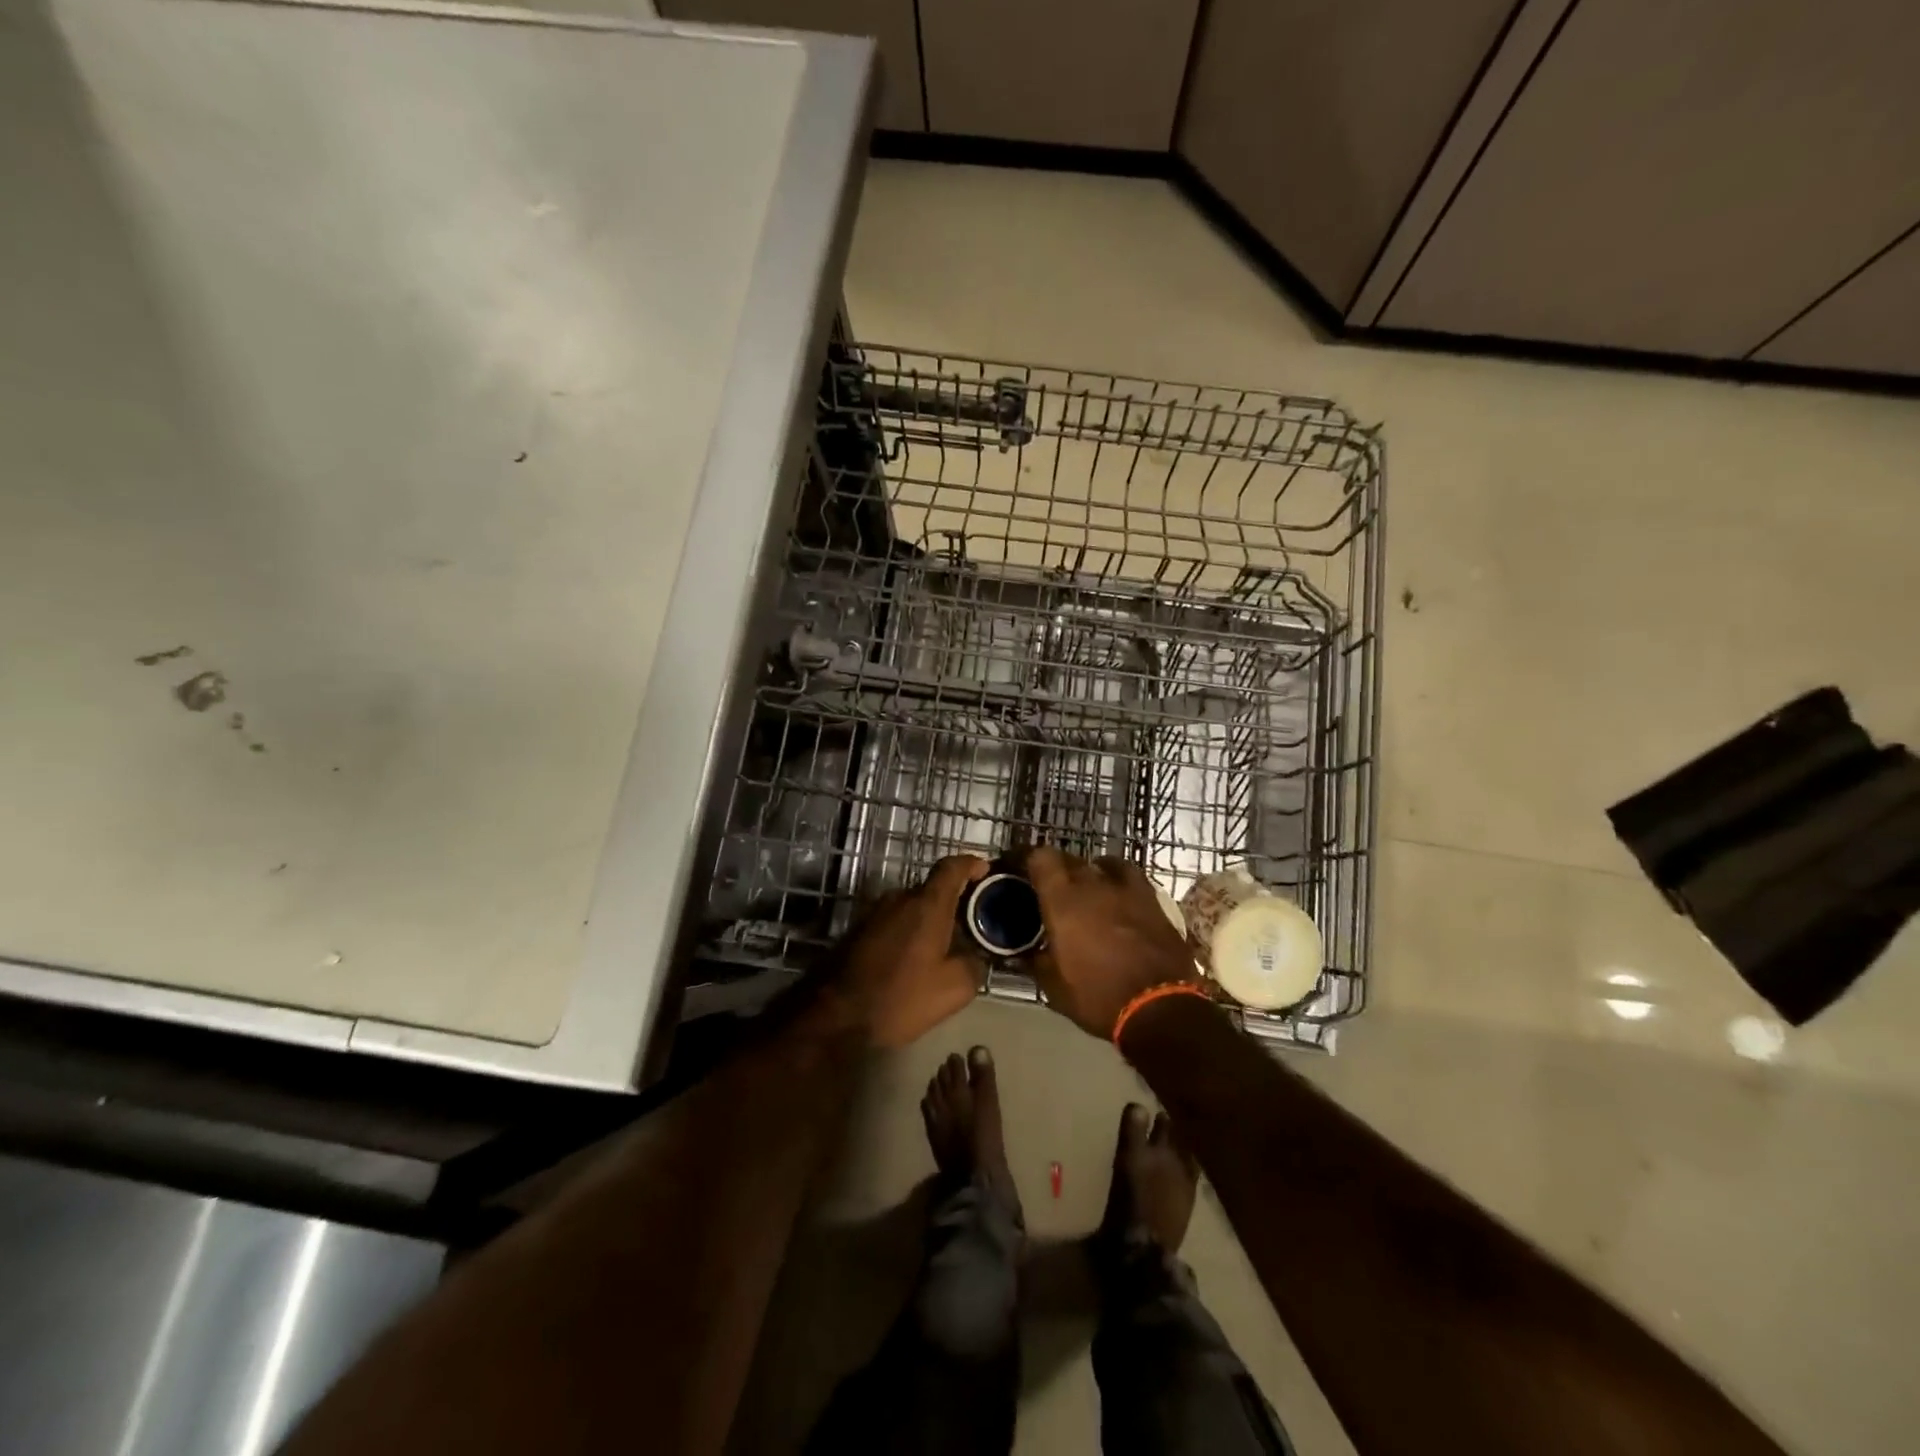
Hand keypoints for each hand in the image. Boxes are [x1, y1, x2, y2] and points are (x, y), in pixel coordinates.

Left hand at [834, 856, 990, 1048]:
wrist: (835, 1016)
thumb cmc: (900, 997)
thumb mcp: (954, 989)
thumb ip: (974, 964)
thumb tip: (974, 955)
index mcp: (927, 905)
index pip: (952, 867)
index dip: (971, 865)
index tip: (984, 872)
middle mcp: (899, 898)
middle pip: (932, 889)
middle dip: (953, 902)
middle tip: (970, 925)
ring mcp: (874, 912)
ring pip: (911, 907)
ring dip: (928, 920)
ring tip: (943, 947)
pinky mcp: (857, 930)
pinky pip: (894, 921)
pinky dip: (909, 932)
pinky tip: (914, 959)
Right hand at [1024, 847, 1197, 1038]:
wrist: (1160, 1008)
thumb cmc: (1098, 997)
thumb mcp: (1054, 988)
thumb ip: (1036, 962)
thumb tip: (1024, 952)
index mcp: (1062, 901)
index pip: (1041, 858)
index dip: (1028, 858)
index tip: (1020, 869)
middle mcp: (1093, 885)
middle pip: (1070, 860)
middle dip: (1057, 869)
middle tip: (1050, 888)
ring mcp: (1126, 889)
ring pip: (1102, 864)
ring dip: (1090, 872)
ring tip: (1086, 887)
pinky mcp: (1152, 900)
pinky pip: (1130, 877)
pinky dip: (1118, 879)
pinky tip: (1118, 893)